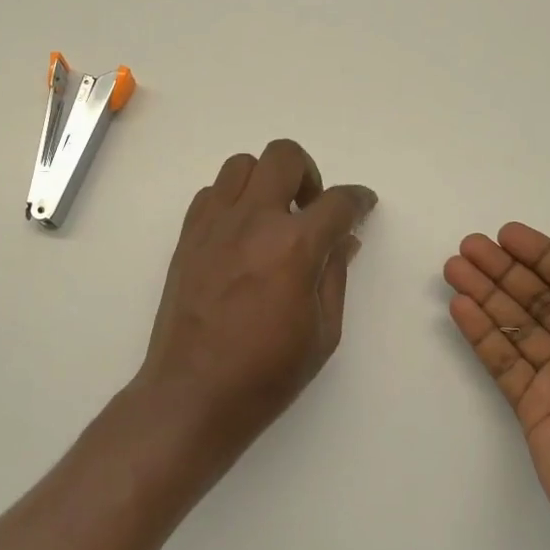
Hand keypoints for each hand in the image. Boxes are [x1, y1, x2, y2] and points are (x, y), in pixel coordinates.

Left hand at [136, 140, 375, 473]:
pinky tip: (240, 234)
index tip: (363, 206)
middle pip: (284, 156)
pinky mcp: (187, 237)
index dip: (359, 199)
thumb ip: (335, 275)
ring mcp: (214, 225)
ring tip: (273, 217)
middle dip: (309, 174)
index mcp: (294, 246)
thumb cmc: (266, 374)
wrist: (192, 394)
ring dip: (266, 180)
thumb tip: (344, 239)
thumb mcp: (323, 332)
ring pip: (241, 164)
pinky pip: (211, 193)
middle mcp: (252, 221)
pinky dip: (232, 200)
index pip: (338, 201)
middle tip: (311, 209)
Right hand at [444, 223, 549, 549]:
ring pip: (517, 325)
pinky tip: (460, 308)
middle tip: (468, 246)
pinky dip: (482, 334)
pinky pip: (503, 361)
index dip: (542, 255)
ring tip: (453, 268)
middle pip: (541, 298)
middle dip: (505, 270)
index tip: (507, 235)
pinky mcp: (533, 408)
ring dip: (485, 295)